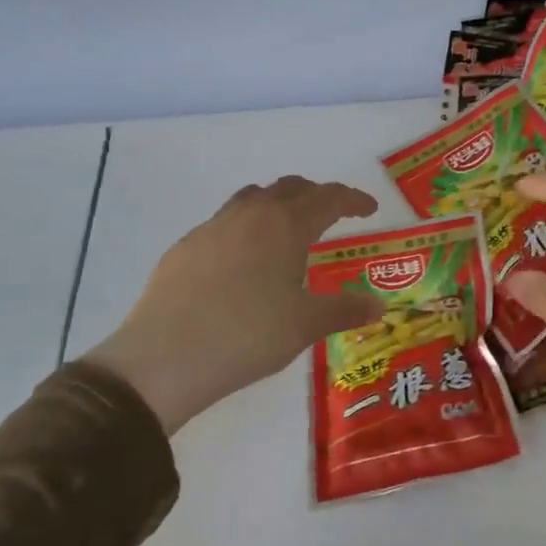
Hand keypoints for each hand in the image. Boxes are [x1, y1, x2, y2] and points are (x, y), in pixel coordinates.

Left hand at [85, 176, 382, 433]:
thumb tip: (379, 307)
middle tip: (332, 216)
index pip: (328, 197)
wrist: (165, 357)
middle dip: (316, 196)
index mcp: (285, 225)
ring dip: (277, 204)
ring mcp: (212, 228)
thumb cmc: (248, 335)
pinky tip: (242, 263)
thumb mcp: (306, 325)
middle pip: (289, 188)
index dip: (353, 199)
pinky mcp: (184, 248)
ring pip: (252, 198)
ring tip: (286, 230)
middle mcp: (250, 215)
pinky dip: (244, 228)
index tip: (369, 208)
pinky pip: (223, 223)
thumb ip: (345, 310)